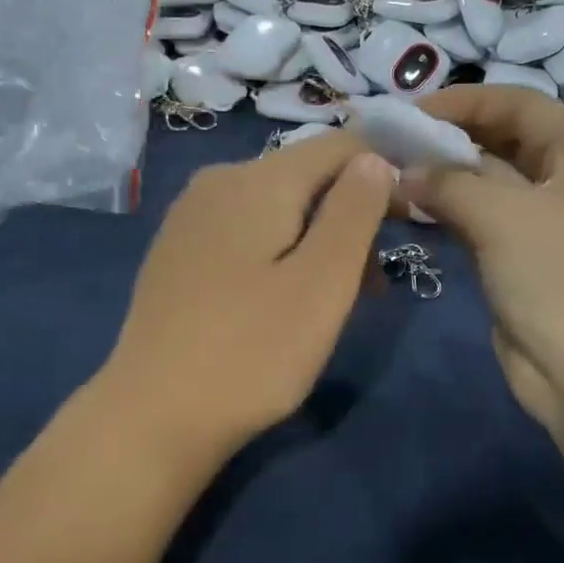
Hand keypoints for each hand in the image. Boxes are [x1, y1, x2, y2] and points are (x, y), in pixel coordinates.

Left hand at [101, 133, 393, 463]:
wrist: (152, 417)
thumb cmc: (252, 351)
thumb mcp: (323, 282)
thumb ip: (354, 211)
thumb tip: (373, 158)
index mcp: (257, 179)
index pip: (339, 146)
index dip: (383, 172)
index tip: (411, 223)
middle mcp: (218, 180)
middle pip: (307, 177)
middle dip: (350, 217)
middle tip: (374, 285)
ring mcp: (191, 216)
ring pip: (277, 207)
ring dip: (319, 240)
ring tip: (336, 301)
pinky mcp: (178, 251)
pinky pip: (246, 231)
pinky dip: (281, 252)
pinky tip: (283, 301)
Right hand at [402, 86, 563, 450]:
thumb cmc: (562, 278)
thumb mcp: (504, 215)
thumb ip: (447, 183)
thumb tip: (401, 173)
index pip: (518, 104)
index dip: (465, 101)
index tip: (410, 112)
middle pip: (499, 142)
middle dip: (446, 140)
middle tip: (390, 144)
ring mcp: (541, 225)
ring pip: (483, 186)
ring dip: (439, 179)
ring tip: (387, 176)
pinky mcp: (517, 262)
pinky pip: (476, 223)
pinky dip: (444, 214)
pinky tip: (406, 211)